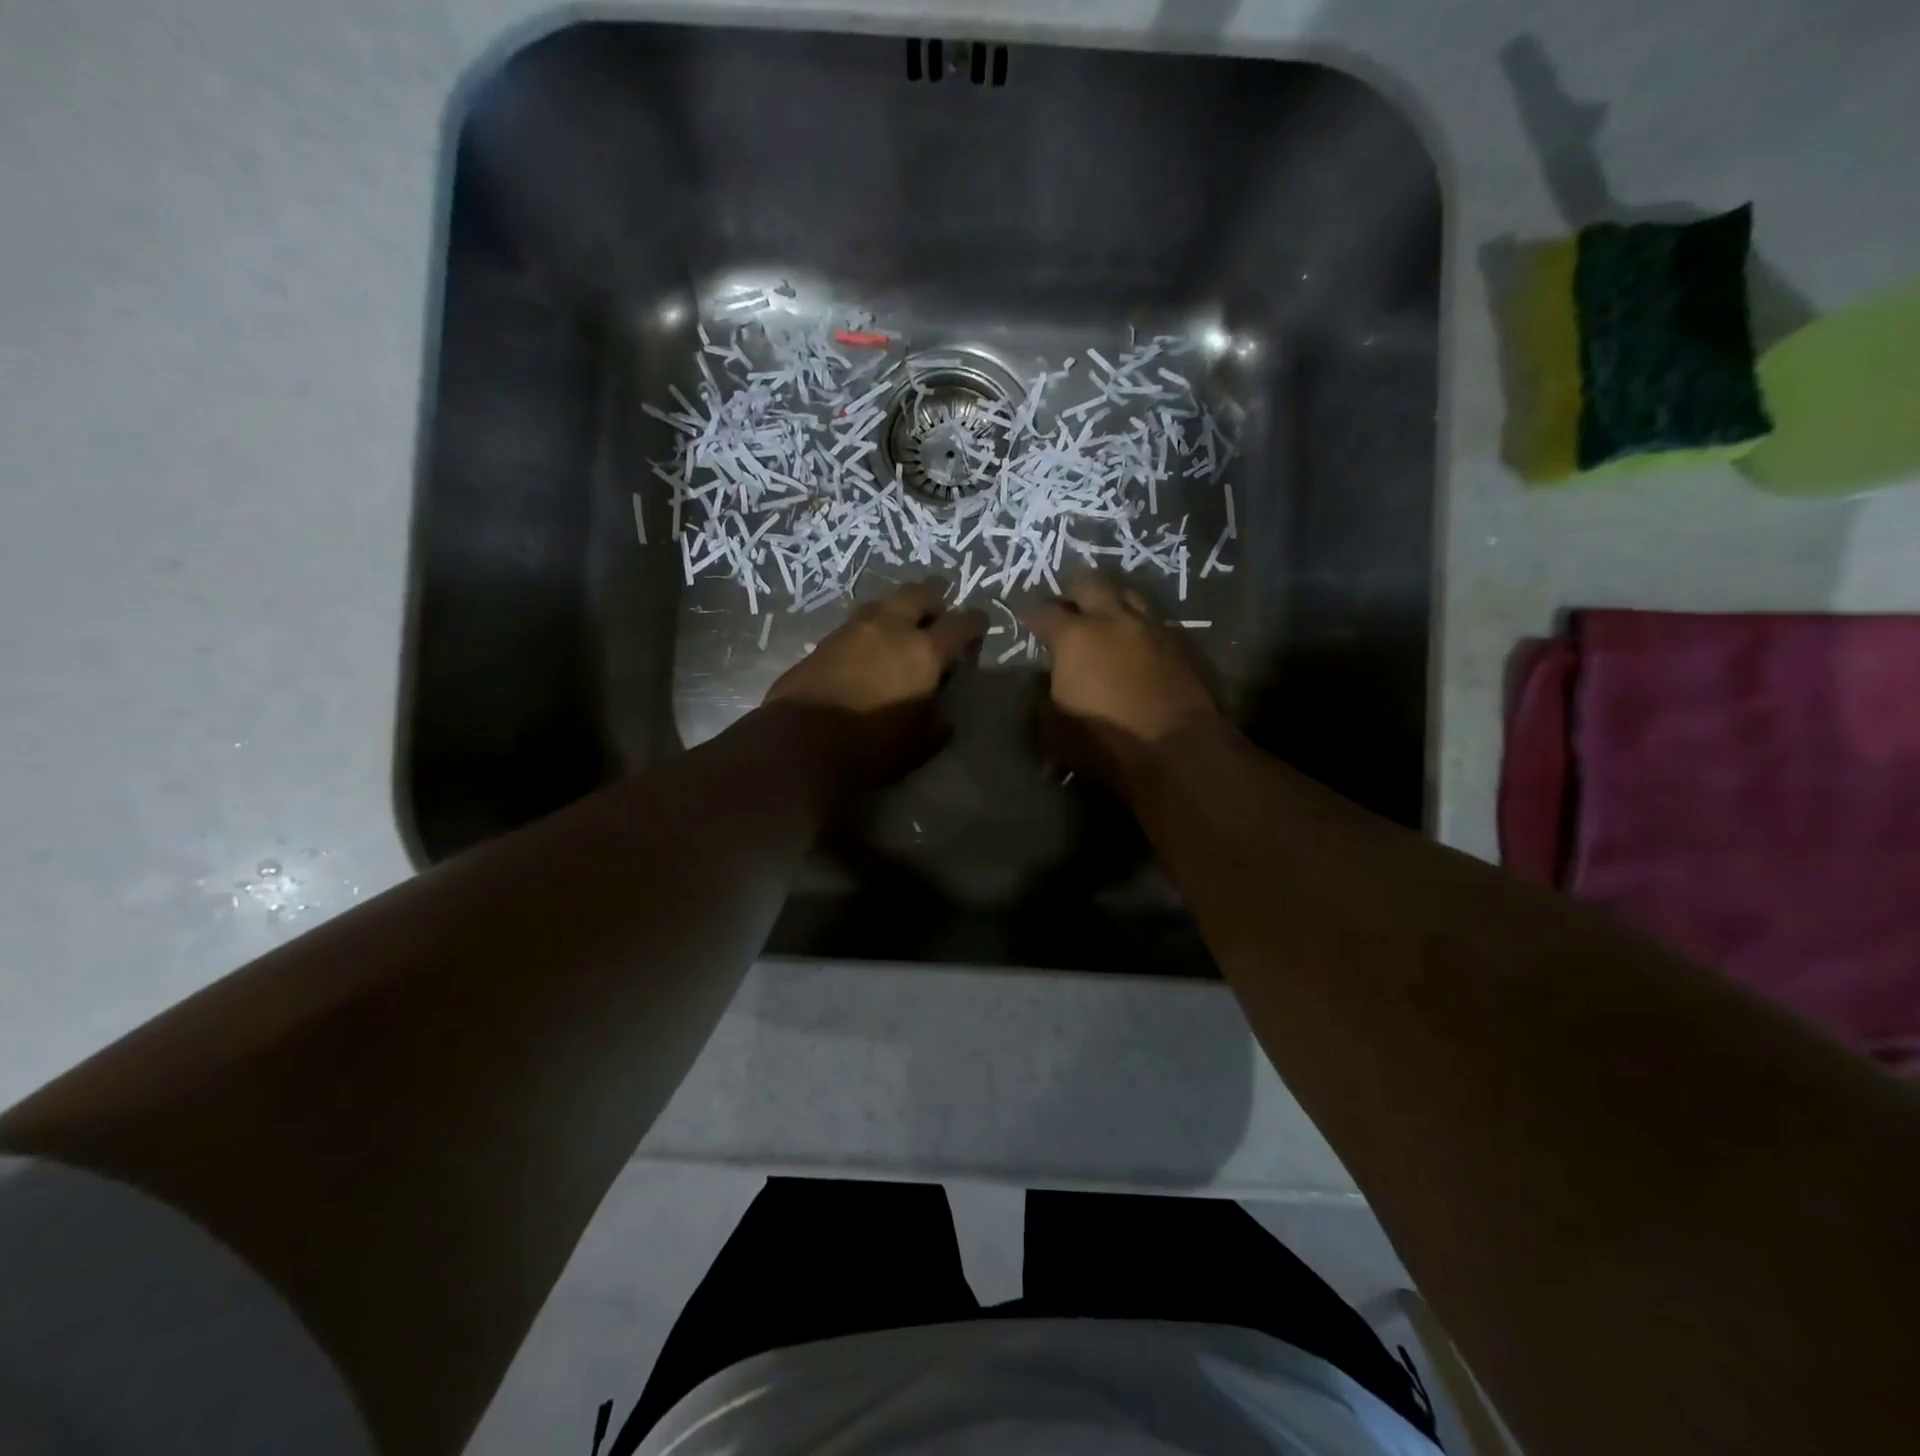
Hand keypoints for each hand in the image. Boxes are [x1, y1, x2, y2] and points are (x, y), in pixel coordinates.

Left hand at [766, 579, 987, 786]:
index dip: (975, 623)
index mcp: (925, 652)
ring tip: (902, 621)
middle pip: (919, 593)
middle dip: (935, 596)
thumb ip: (937, 722)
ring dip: (899, 606)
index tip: (980, 625)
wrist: (801, 741)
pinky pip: (857, 621)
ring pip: (884, 601)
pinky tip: (870, 641)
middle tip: (940, 608)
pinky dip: (872, 625)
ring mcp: (854, 629)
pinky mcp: (825, 640)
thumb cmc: (871, 746)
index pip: (961, 624)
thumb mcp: (920, 744)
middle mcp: (892, 628)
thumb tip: (941, 713)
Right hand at [1026, 575, 1218, 780]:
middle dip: (1075, 594)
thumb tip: (1048, 684)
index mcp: (1075, 636)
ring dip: (1112, 601)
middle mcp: (1113, 620)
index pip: (1045, 612)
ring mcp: (1151, 628)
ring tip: (1104, 618)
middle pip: (1091, 584)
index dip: (1033, 616)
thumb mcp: (1055, 727)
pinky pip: (1153, 622)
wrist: (1176, 750)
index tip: (1028, 623)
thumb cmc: (1105, 741)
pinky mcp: (1180, 645)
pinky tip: (1134, 642)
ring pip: (1128, 595)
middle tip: (1068, 610)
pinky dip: (1138, 626)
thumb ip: (1047, 696)